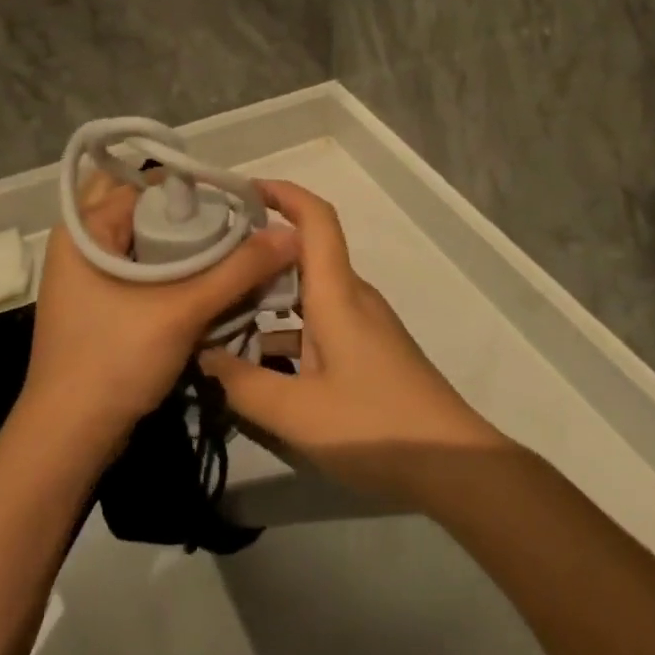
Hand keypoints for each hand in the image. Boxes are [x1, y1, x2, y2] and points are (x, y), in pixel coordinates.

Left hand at [21, 171, 298, 451]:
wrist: (68, 442)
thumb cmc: (114, 362)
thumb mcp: (183, 311)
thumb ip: (239, 269)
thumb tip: (291, 234)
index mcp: (85, 229)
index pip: (145, 183)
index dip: (193, 186)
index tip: (238, 200)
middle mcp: (82, 243)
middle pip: (144, 209)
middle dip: (189, 212)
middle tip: (234, 221)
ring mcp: (89, 276)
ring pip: (145, 240)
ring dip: (185, 242)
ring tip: (233, 245)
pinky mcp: (101, 304)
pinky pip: (143, 269)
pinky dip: (174, 268)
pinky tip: (211, 278)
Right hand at [198, 180, 507, 507]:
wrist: (451, 463)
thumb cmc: (374, 426)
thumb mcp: (297, 413)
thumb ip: (243, 384)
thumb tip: (203, 356)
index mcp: (338, 293)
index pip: (316, 219)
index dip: (283, 193)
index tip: (243, 191)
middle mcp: (351, 297)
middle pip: (304, 255)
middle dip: (259, 253)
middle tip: (210, 263)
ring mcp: (362, 324)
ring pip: (308, 293)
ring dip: (268, 298)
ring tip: (220, 314)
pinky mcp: (367, 350)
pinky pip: (319, 322)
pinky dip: (287, 330)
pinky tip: (257, 362)